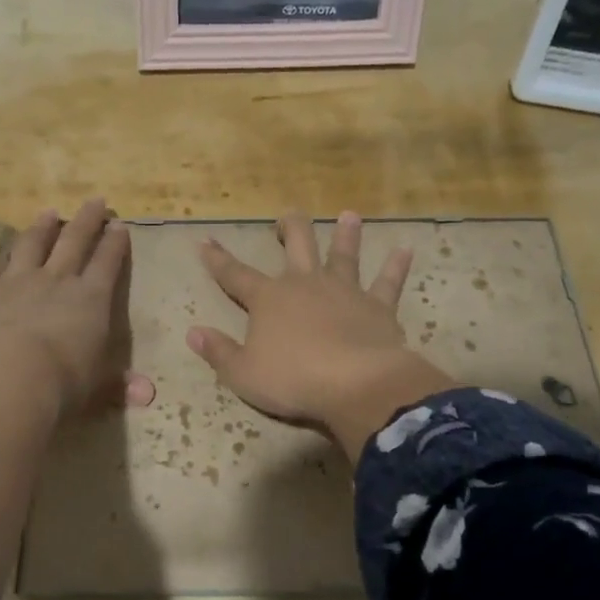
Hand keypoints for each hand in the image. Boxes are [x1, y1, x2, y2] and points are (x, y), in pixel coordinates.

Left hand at [0, 197, 154, 418]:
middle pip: (75, 241)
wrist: (12, 376)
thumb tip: (148, 396)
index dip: (115, 244)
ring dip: (40, 227)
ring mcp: (16, 280)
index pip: (108, 264)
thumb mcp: (99, 386)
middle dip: (87, 220)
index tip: (120, 225)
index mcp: (91, 299)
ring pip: (30, 244)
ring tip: (48, 212)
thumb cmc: (64, 382)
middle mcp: (57, 280)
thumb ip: (120, 385)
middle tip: (95, 201)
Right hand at [187, 210, 452, 458]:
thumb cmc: (292, 380)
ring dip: (346, 235)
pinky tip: (405, 250)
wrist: (354, 384)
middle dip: (289, 228)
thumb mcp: (243, 374)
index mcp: (268, 300)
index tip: (205, 241)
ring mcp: (344, 291)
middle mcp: (305, 284)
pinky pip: (388, 282)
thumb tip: (193, 333)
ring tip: (350, 216)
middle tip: (287, 217)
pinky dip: (396, 266)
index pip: (235, 275)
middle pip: (296, 245)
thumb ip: (218, 352)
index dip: (217, 259)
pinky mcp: (377, 306)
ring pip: (344, 255)